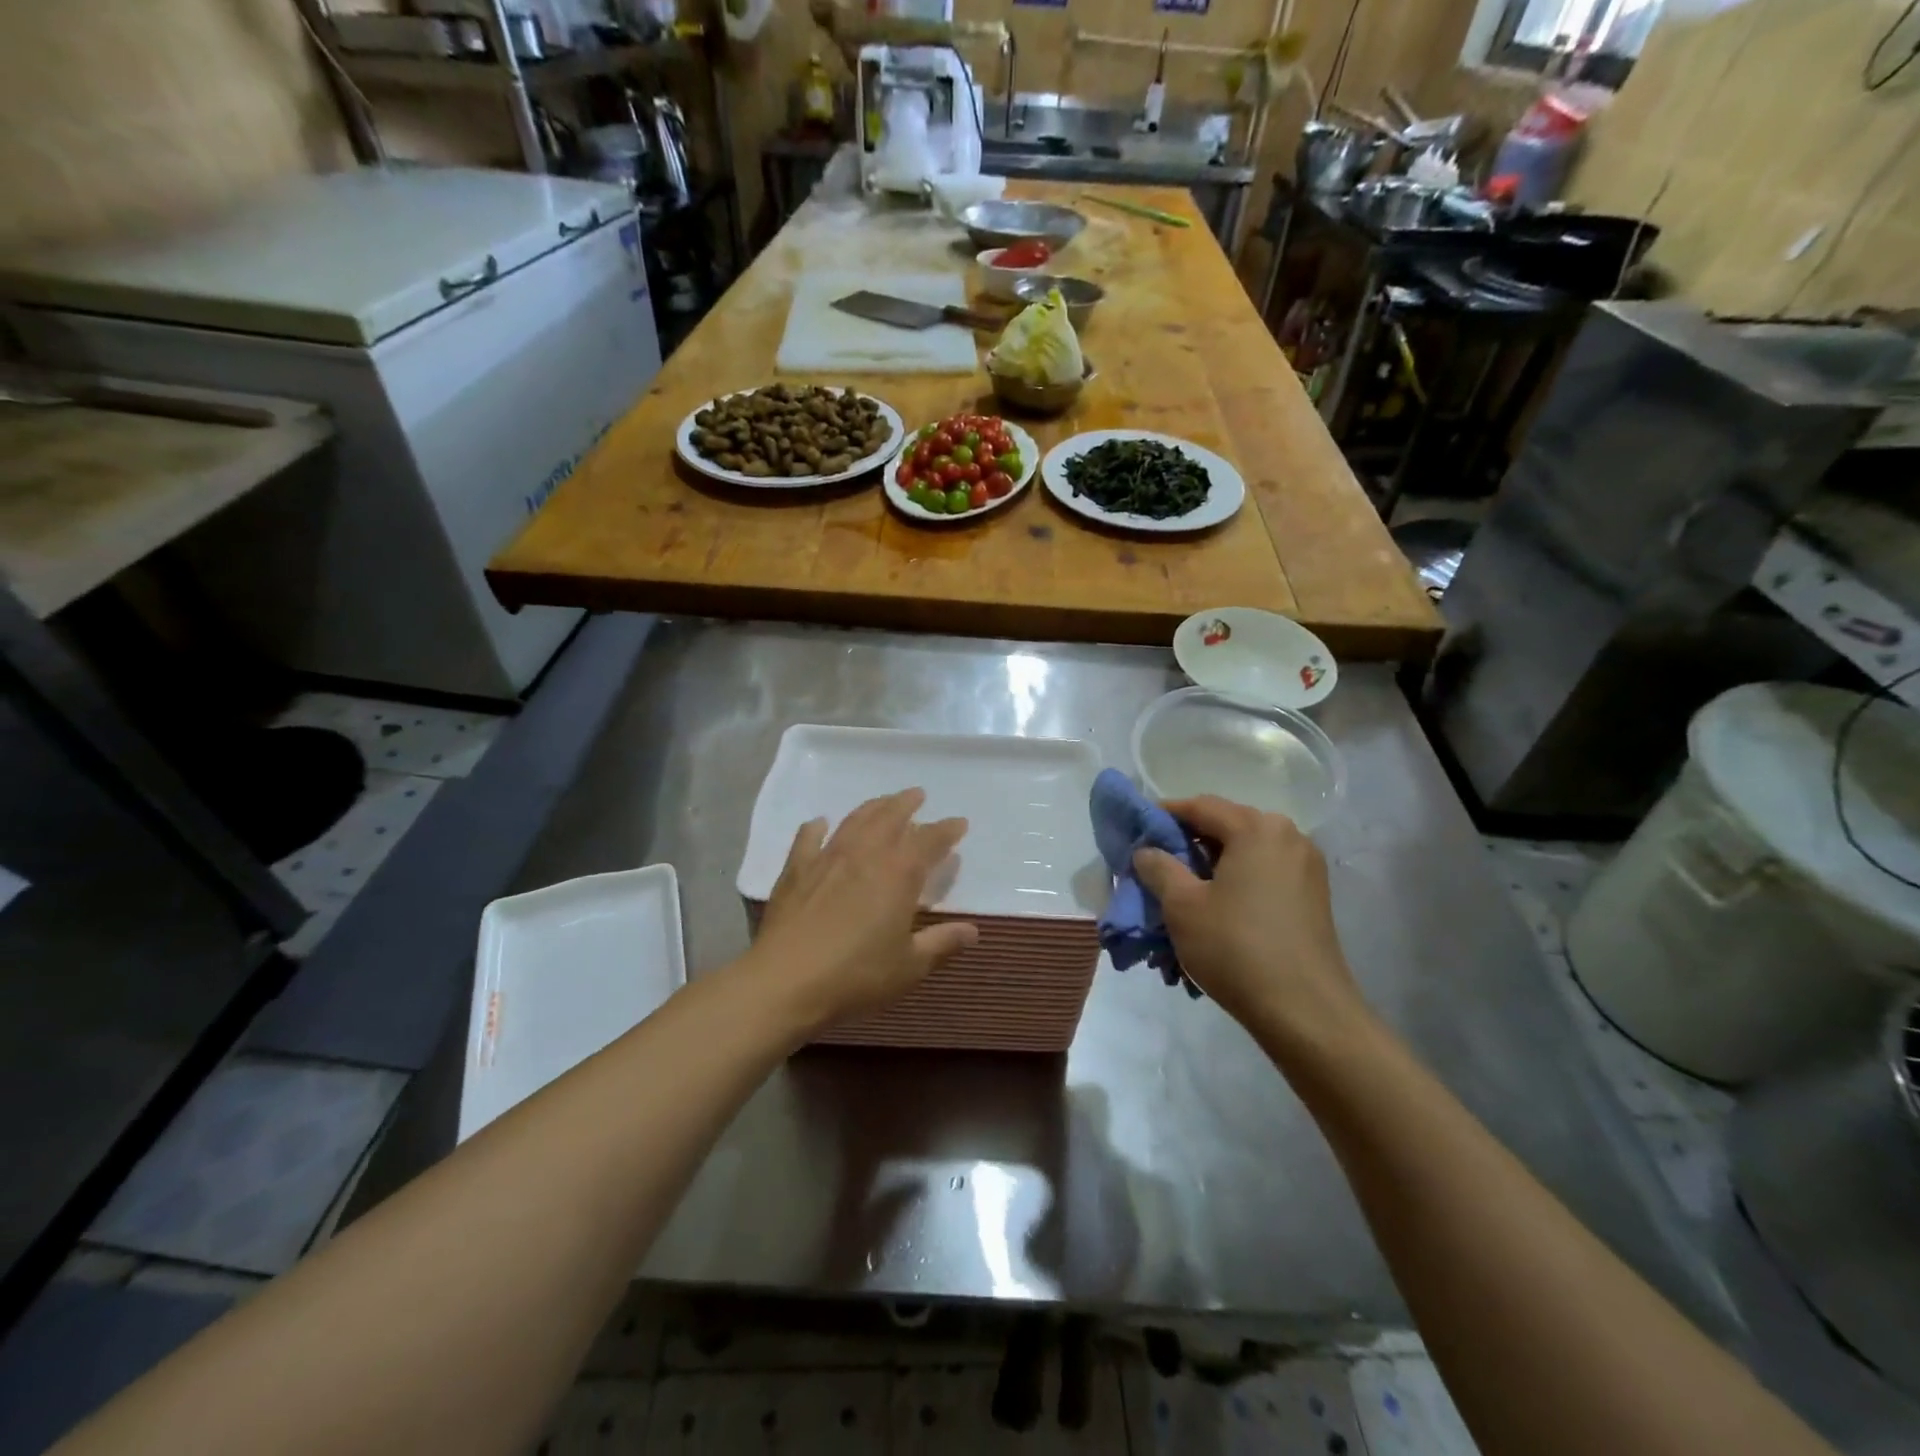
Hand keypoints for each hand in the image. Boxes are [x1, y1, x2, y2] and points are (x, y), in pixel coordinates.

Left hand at [741, 788, 978, 1036]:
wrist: (786, 981)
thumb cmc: (857, 975)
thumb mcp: (909, 966)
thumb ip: (942, 943)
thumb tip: (973, 931)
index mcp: (898, 873)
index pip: (929, 840)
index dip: (946, 830)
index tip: (959, 823)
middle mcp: (865, 854)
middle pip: (889, 817)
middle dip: (906, 804)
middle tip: (917, 795)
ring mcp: (827, 858)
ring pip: (854, 821)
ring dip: (872, 807)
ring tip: (882, 802)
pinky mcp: (796, 871)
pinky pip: (807, 839)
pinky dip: (816, 828)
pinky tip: (820, 823)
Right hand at [1132, 796, 1369, 1049]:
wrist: (1305, 1011)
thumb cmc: (1236, 948)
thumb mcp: (1182, 906)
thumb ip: (1158, 867)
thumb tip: (1147, 851)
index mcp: (1256, 828)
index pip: (1200, 806)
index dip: (1163, 815)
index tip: (1137, 833)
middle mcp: (1287, 835)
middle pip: (1225, 827)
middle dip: (1188, 843)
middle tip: (1156, 867)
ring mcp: (1306, 866)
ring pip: (1245, 853)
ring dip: (1211, 867)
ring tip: (1184, 895)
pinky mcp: (1313, 896)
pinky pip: (1264, 874)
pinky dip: (1236, 883)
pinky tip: (1217, 911)